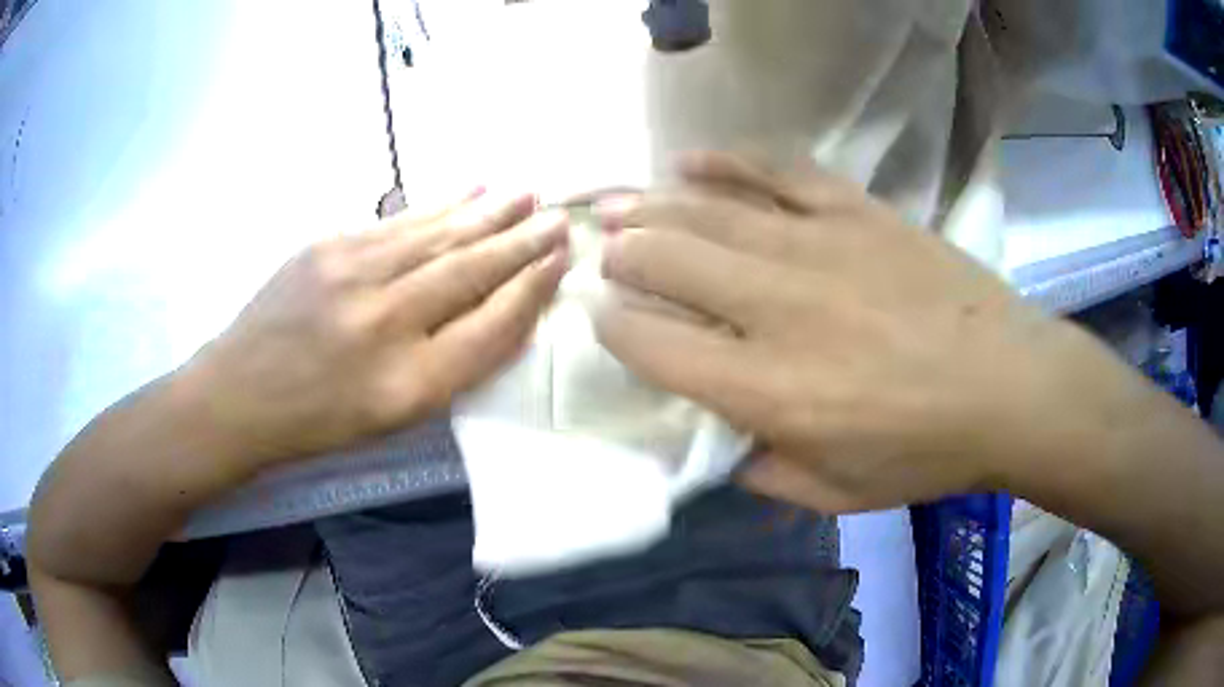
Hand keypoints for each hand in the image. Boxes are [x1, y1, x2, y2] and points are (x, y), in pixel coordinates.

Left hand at [184, 191, 568, 465]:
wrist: (241, 393)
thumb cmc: (320, 420)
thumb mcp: (395, 418)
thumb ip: (453, 368)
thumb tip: (504, 313)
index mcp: (408, 383)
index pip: (490, 326)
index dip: (531, 290)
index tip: (560, 261)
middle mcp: (386, 322)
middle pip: (470, 271)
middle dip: (521, 242)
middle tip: (558, 217)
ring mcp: (353, 274)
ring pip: (438, 235)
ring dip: (489, 212)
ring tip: (526, 192)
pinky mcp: (328, 246)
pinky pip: (399, 222)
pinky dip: (441, 205)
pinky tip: (470, 190)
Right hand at [593, 153, 1084, 512]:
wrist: (1009, 386)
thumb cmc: (924, 452)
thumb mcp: (834, 495)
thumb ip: (761, 471)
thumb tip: (718, 438)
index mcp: (767, 389)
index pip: (655, 345)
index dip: (615, 326)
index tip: (604, 316)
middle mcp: (778, 308)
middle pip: (668, 261)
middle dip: (623, 256)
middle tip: (605, 253)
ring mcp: (818, 246)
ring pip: (708, 211)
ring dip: (651, 207)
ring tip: (618, 206)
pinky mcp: (855, 212)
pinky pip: (776, 172)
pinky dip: (727, 162)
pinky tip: (691, 160)